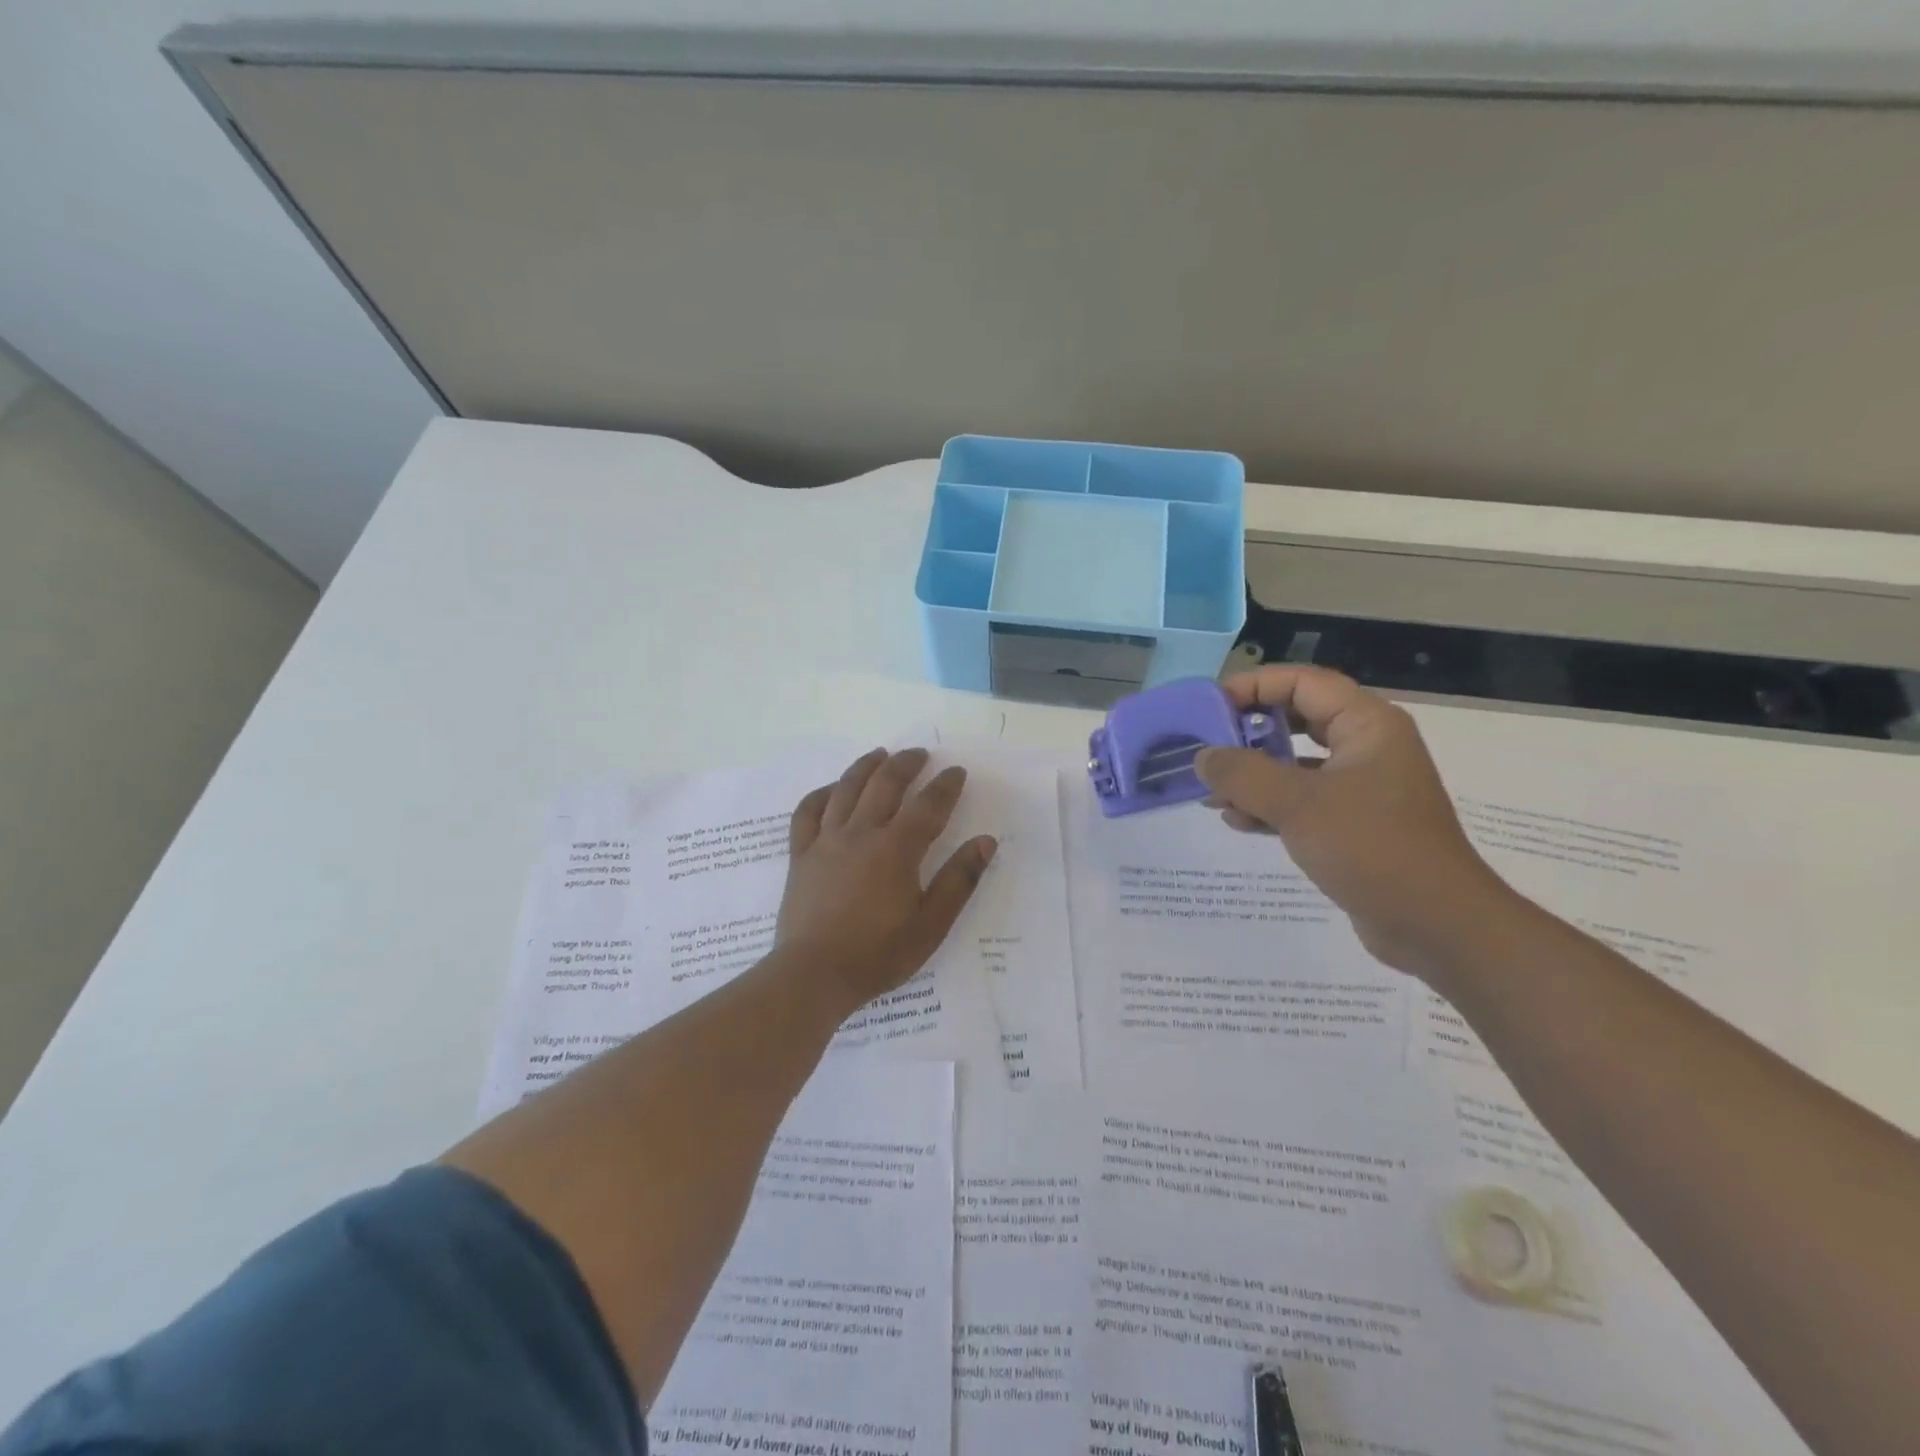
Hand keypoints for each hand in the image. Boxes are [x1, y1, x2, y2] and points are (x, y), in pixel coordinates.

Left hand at [776, 748, 997, 1011]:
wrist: (813, 975)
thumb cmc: (878, 954)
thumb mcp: (931, 925)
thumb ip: (959, 881)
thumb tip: (986, 841)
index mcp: (896, 850)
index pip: (927, 806)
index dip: (945, 786)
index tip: (956, 772)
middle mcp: (860, 834)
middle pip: (885, 785)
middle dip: (905, 764)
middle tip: (920, 754)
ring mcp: (826, 841)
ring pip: (846, 789)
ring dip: (866, 767)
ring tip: (880, 754)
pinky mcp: (800, 855)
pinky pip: (807, 812)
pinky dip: (821, 794)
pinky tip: (832, 790)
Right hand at [1194, 667, 1511, 979]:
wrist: (1436, 926)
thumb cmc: (1372, 848)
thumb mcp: (1298, 805)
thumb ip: (1243, 775)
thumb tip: (1203, 757)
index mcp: (1367, 725)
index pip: (1303, 683)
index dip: (1254, 686)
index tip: (1210, 708)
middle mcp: (1367, 747)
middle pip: (1297, 720)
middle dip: (1249, 733)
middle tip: (1207, 748)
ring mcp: (1362, 788)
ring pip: (1296, 764)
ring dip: (1252, 775)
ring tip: (1212, 793)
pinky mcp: (1353, 824)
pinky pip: (1302, 800)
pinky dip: (1269, 805)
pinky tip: (1237, 821)